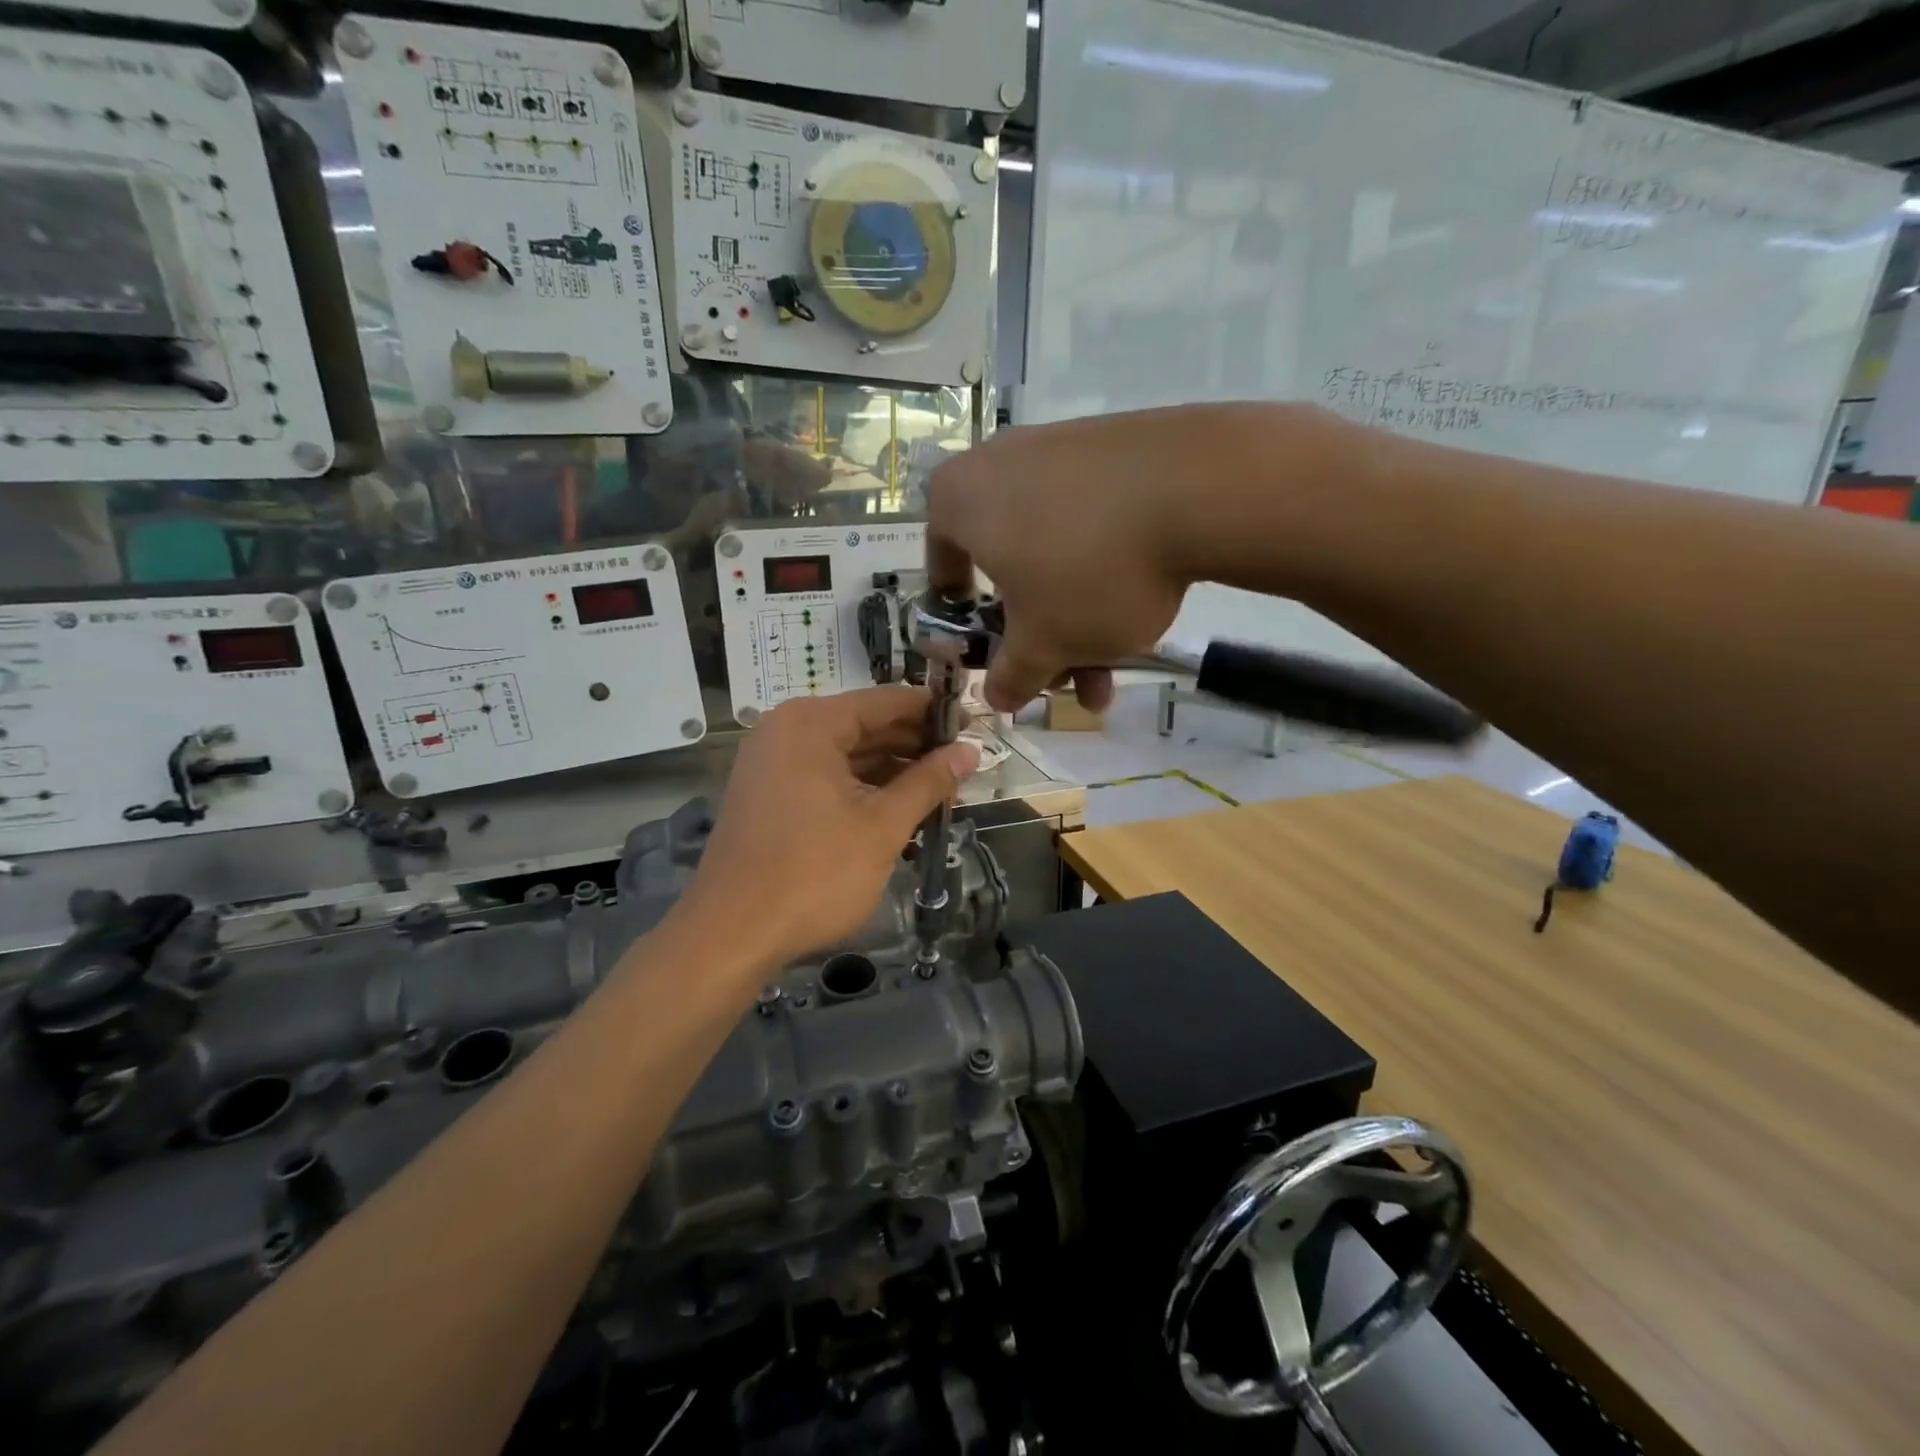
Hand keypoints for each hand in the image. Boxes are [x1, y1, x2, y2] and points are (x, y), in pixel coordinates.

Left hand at [684, 687, 979, 970]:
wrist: (732, 935)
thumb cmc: (814, 873)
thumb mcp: (883, 826)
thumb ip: (929, 782)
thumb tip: (971, 751)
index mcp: (811, 724)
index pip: (886, 701)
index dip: (933, 712)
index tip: (973, 724)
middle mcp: (786, 731)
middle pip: (865, 726)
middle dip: (916, 746)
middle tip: (964, 765)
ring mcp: (773, 763)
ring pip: (847, 755)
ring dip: (893, 772)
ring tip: (941, 791)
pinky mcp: (769, 794)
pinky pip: (826, 777)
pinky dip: (863, 789)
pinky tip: (900, 809)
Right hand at [927, 403, 1334, 710]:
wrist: (1199, 487)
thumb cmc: (1088, 569)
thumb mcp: (1044, 643)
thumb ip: (1012, 675)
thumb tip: (996, 697)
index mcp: (959, 500)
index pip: (941, 565)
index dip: (960, 616)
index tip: (985, 644)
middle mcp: (1001, 464)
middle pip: (1009, 568)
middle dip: (1039, 634)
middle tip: (1066, 678)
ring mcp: (1062, 449)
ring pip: (1056, 553)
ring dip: (1079, 617)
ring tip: (1114, 669)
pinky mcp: (1115, 448)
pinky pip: (1093, 521)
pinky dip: (1106, 570)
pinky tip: (1140, 611)